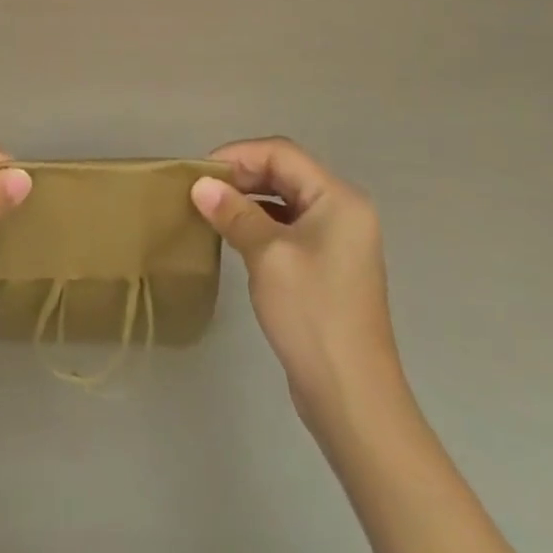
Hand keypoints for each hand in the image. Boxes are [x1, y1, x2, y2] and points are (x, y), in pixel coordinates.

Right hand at [192, 137, 398, 423]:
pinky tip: (233, 236)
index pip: (281, 153)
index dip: (238, 155)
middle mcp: (343, 211)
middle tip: (200, 191)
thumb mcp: (267, 255)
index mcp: (338, 199)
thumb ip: (233, 213)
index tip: (200, 173)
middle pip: (284, 172)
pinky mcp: (327, 266)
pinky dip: (259, 223)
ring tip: (210, 210)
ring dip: (247, 199)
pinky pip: (288, 226)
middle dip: (241, 176)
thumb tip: (200, 185)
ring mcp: (338, 240)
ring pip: (284, 199)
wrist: (353, 398)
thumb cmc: (313, 315)